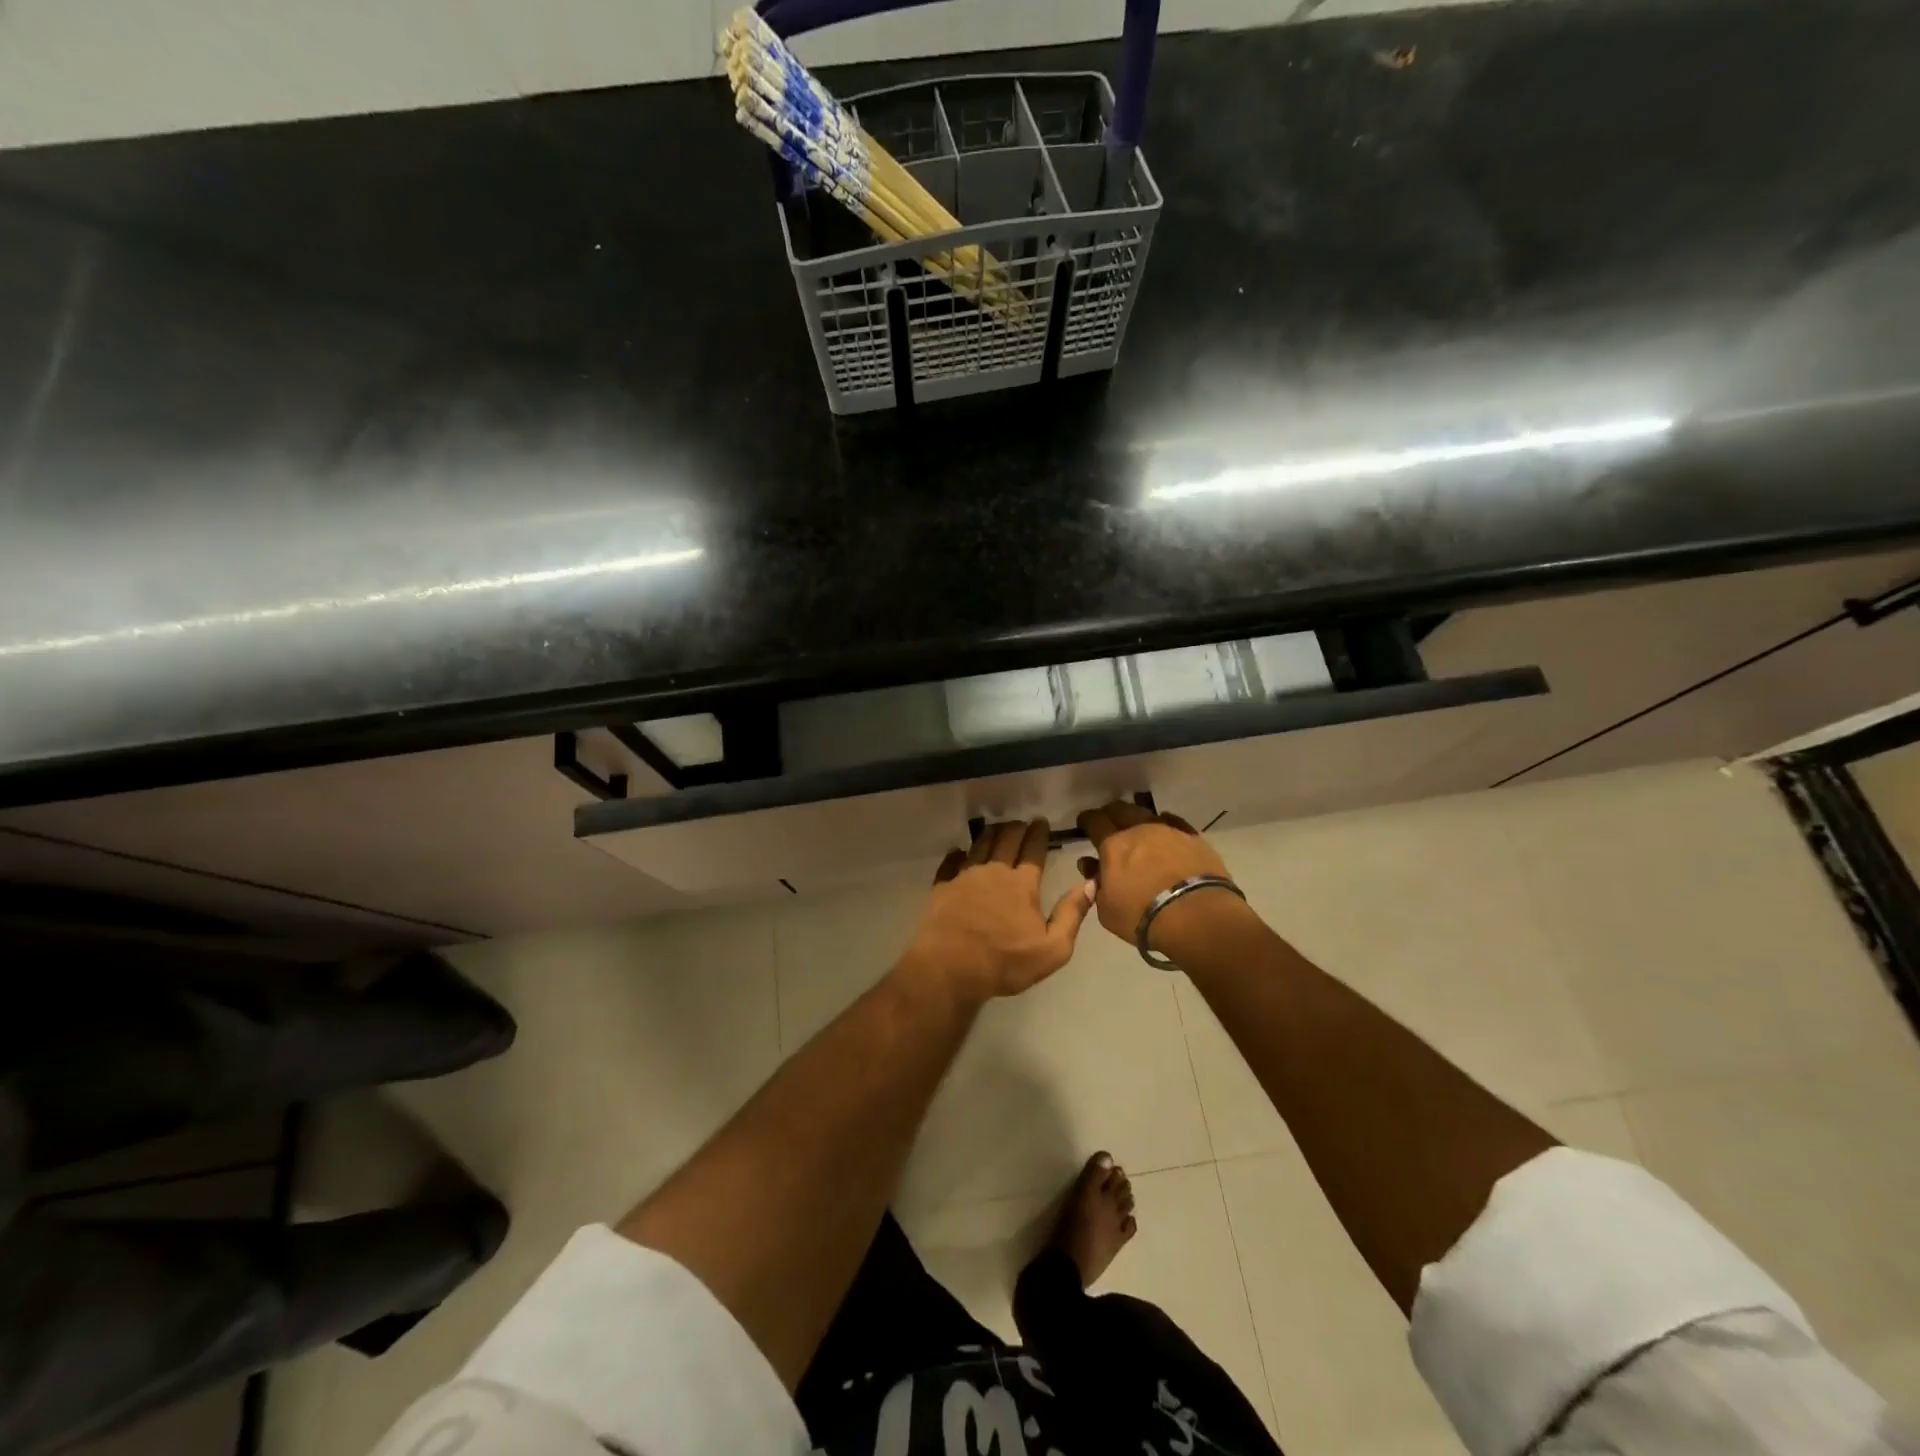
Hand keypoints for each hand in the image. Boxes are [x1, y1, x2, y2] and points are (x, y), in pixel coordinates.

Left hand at [900, 820, 1095, 1001]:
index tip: (1041, 822)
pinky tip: (958, 852)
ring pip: (979, 846)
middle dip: (1016, 828)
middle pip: (1006, 841)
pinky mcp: (942, 887)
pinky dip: (956, 854)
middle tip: (1021, 823)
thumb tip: (1090, 884)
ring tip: (996, 828)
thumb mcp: (1052, 949)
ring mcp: (964, 877)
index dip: (1039, 834)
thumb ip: (1071, 914)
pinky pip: (950, 863)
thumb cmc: (1005, 962)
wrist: (950, 968)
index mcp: (1021, 884)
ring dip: (990, 834)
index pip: (1033, 851)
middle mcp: (993, 872)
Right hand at [1076, 801, 1242, 954]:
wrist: (1197, 917)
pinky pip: (1174, 823)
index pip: (1094, 821)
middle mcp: (1139, 830)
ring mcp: (1169, 831)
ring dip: (1138, 820)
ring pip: (1147, 814)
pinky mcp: (1194, 839)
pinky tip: (1166, 833)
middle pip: (1120, 809)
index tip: (1084, 823)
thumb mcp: (1107, 910)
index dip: (1087, 820)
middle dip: (1111, 814)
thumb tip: (1093, 868)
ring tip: (1138, 829)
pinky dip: (1165, 825)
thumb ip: (1098, 886)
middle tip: (1108, 823)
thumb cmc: (1144, 917)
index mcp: (1113, 845)